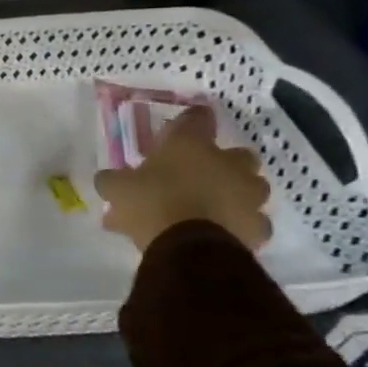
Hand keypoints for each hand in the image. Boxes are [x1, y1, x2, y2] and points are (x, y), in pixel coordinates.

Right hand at [93, 106, 271, 252]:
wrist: (189, 248)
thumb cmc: (151, 204)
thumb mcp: (116, 189)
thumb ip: (114, 180)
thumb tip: (109, 179)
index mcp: (191, 145)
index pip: (196, 118)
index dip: (188, 122)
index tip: (179, 130)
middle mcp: (228, 163)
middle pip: (236, 155)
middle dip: (221, 164)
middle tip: (197, 176)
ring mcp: (249, 195)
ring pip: (249, 188)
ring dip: (234, 194)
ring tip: (209, 208)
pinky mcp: (258, 227)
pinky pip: (251, 222)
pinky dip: (237, 225)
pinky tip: (218, 233)